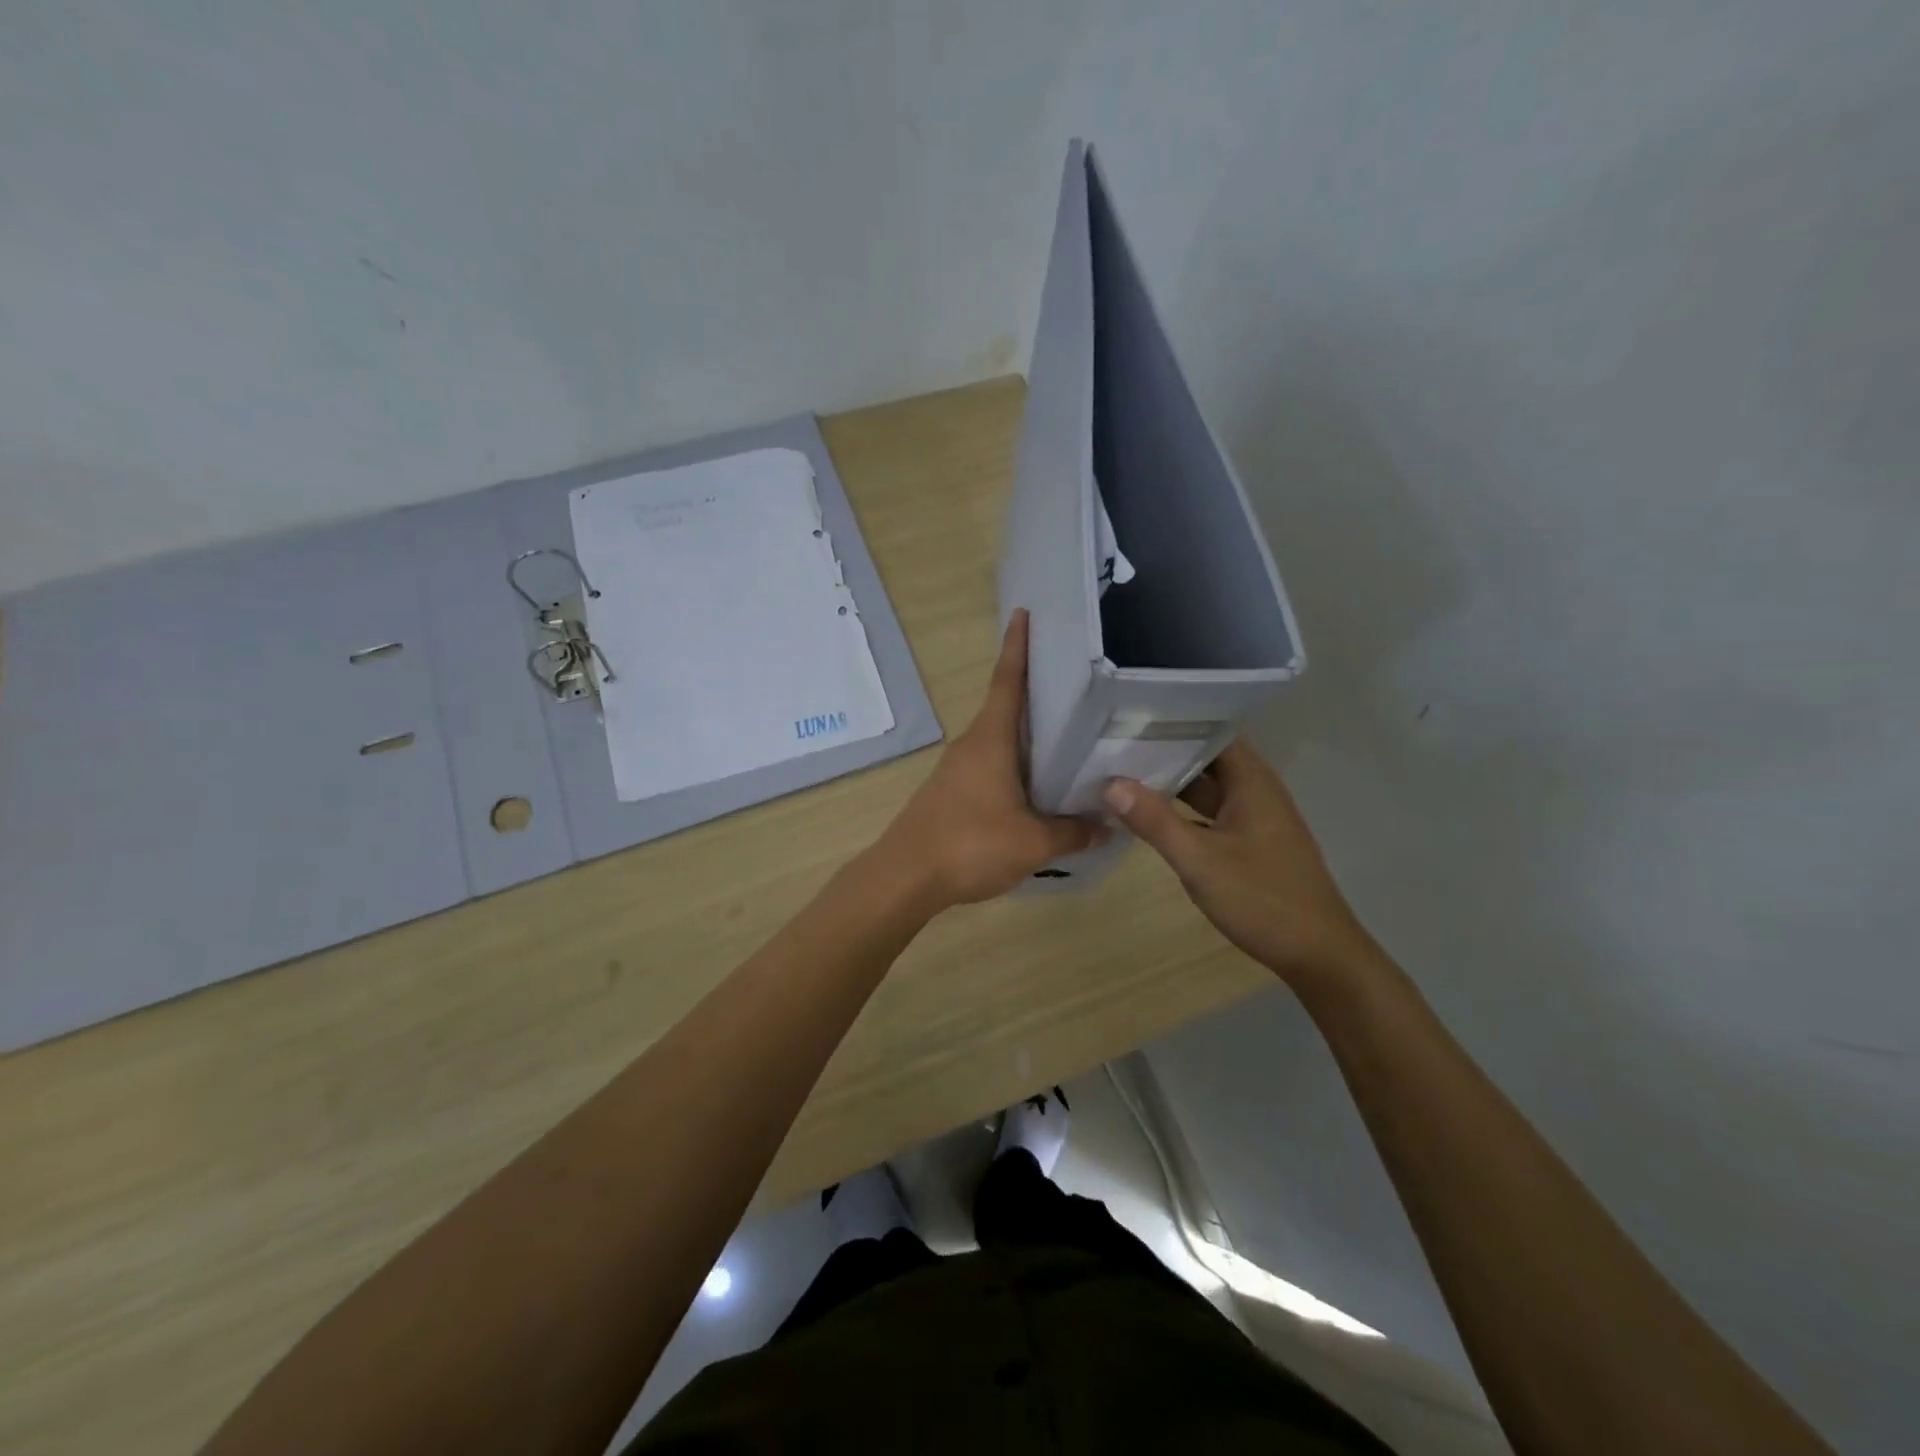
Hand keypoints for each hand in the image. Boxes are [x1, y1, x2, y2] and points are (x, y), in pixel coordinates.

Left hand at [877, 610, 1102, 907]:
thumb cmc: (970, 845)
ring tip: (1068, 739)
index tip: (1024, 614)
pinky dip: (1015, 766)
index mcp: (991, 740)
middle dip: (1036, 693)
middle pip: (1006, 708)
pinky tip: (1037, 788)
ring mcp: (957, 769)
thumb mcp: (1032, 842)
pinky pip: (991, 767)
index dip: (1017, 647)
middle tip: (1076, 685)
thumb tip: (1106, 825)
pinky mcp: (951, 793)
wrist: (905, 877)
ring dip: (1028, 737)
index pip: (1007, 681)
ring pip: (1000, 741)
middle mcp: (972, 745)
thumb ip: (1072, 831)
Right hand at [1103, 740, 1374, 987]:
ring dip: (1171, 781)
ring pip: (1207, 787)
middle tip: (1113, 739)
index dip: (1175, 718)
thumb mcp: (1200, 861)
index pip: (1212, 728)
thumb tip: (1110, 784)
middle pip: (1206, 756)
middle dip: (1165, 748)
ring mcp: (1254, 818)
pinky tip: (1149, 814)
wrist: (1319, 955)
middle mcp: (1256, 791)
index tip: (1132, 712)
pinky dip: (1182, 809)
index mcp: (1252, 782)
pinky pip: (1210, 812)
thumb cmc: (1263, 899)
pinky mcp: (1250, 842)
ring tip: (1122, 769)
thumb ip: (1155, 821)